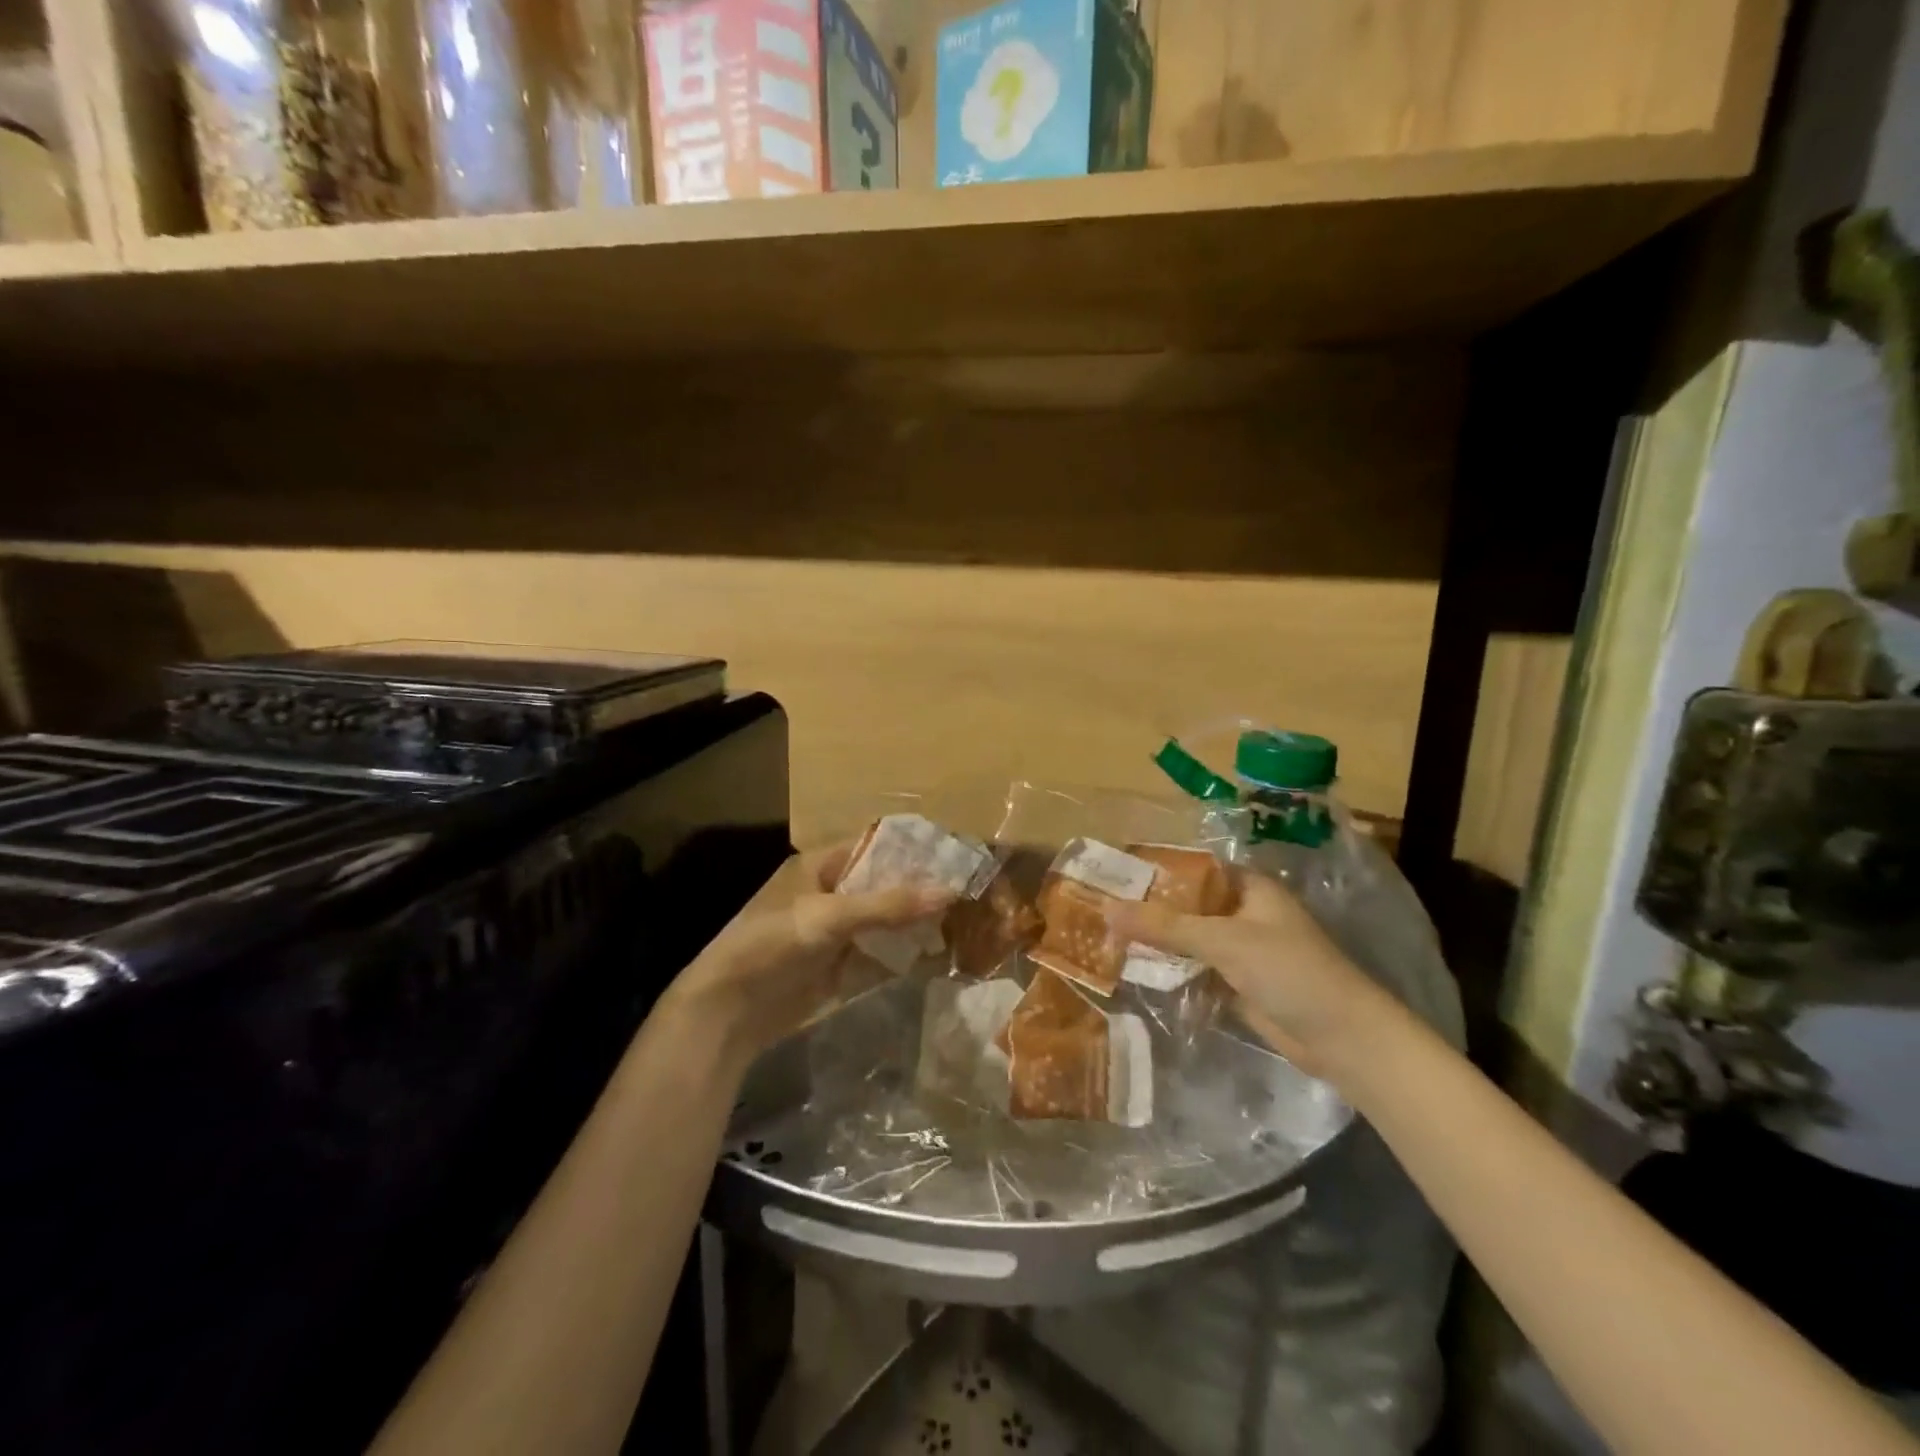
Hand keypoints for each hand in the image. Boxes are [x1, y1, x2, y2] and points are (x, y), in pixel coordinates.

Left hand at [661, 843, 954, 1070]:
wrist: (727, 1010)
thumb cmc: (772, 944)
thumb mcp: (829, 917)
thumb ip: (889, 906)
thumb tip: (949, 890)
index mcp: (820, 865)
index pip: (875, 845)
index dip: (913, 849)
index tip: (955, 853)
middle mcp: (830, 892)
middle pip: (884, 884)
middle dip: (921, 888)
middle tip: (970, 889)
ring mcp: (835, 932)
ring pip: (885, 920)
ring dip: (916, 922)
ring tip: (966, 920)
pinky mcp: (838, 966)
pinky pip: (879, 953)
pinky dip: (904, 954)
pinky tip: (938, 954)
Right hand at [1109, 871, 1403, 1078]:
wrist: (1342, 1039)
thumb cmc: (1288, 971)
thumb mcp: (1223, 940)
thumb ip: (1165, 925)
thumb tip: (1107, 908)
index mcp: (1250, 888)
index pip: (1195, 869)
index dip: (1158, 870)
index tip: (1115, 874)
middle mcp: (1245, 914)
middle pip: (1190, 905)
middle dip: (1152, 909)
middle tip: (1101, 907)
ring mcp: (1243, 951)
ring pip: (1191, 940)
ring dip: (1159, 942)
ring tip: (1107, 936)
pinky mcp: (1239, 985)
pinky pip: (1197, 970)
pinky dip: (1172, 970)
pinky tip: (1135, 969)